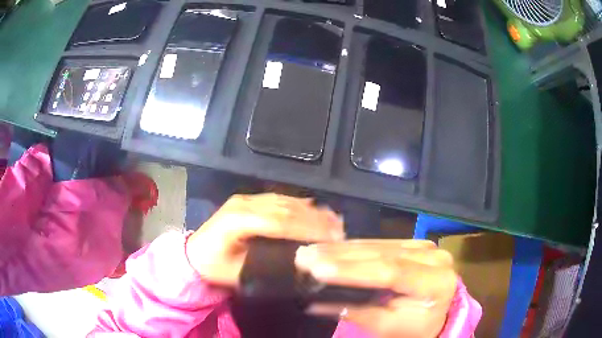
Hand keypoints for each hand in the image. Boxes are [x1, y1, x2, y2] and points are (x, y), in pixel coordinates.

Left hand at [186, 193, 343, 286]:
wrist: (193, 254)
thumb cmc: (214, 267)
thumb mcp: (238, 274)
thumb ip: (268, 266)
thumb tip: (302, 261)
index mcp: (237, 221)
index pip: (279, 221)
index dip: (307, 228)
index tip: (331, 237)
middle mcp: (243, 203)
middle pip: (285, 207)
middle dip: (315, 218)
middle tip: (339, 230)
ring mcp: (245, 199)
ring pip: (284, 200)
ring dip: (311, 210)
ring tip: (333, 221)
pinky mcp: (248, 200)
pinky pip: (278, 199)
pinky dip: (299, 205)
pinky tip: (315, 209)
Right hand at [295, 240, 456, 337]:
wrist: (435, 316)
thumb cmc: (413, 328)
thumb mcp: (387, 327)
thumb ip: (355, 313)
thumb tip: (315, 303)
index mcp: (436, 282)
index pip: (392, 272)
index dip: (354, 270)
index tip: (318, 269)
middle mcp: (433, 257)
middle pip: (383, 254)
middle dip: (341, 256)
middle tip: (305, 256)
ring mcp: (425, 246)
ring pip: (379, 245)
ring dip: (342, 249)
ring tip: (311, 250)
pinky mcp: (414, 244)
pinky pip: (381, 243)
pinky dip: (353, 246)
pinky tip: (331, 247)